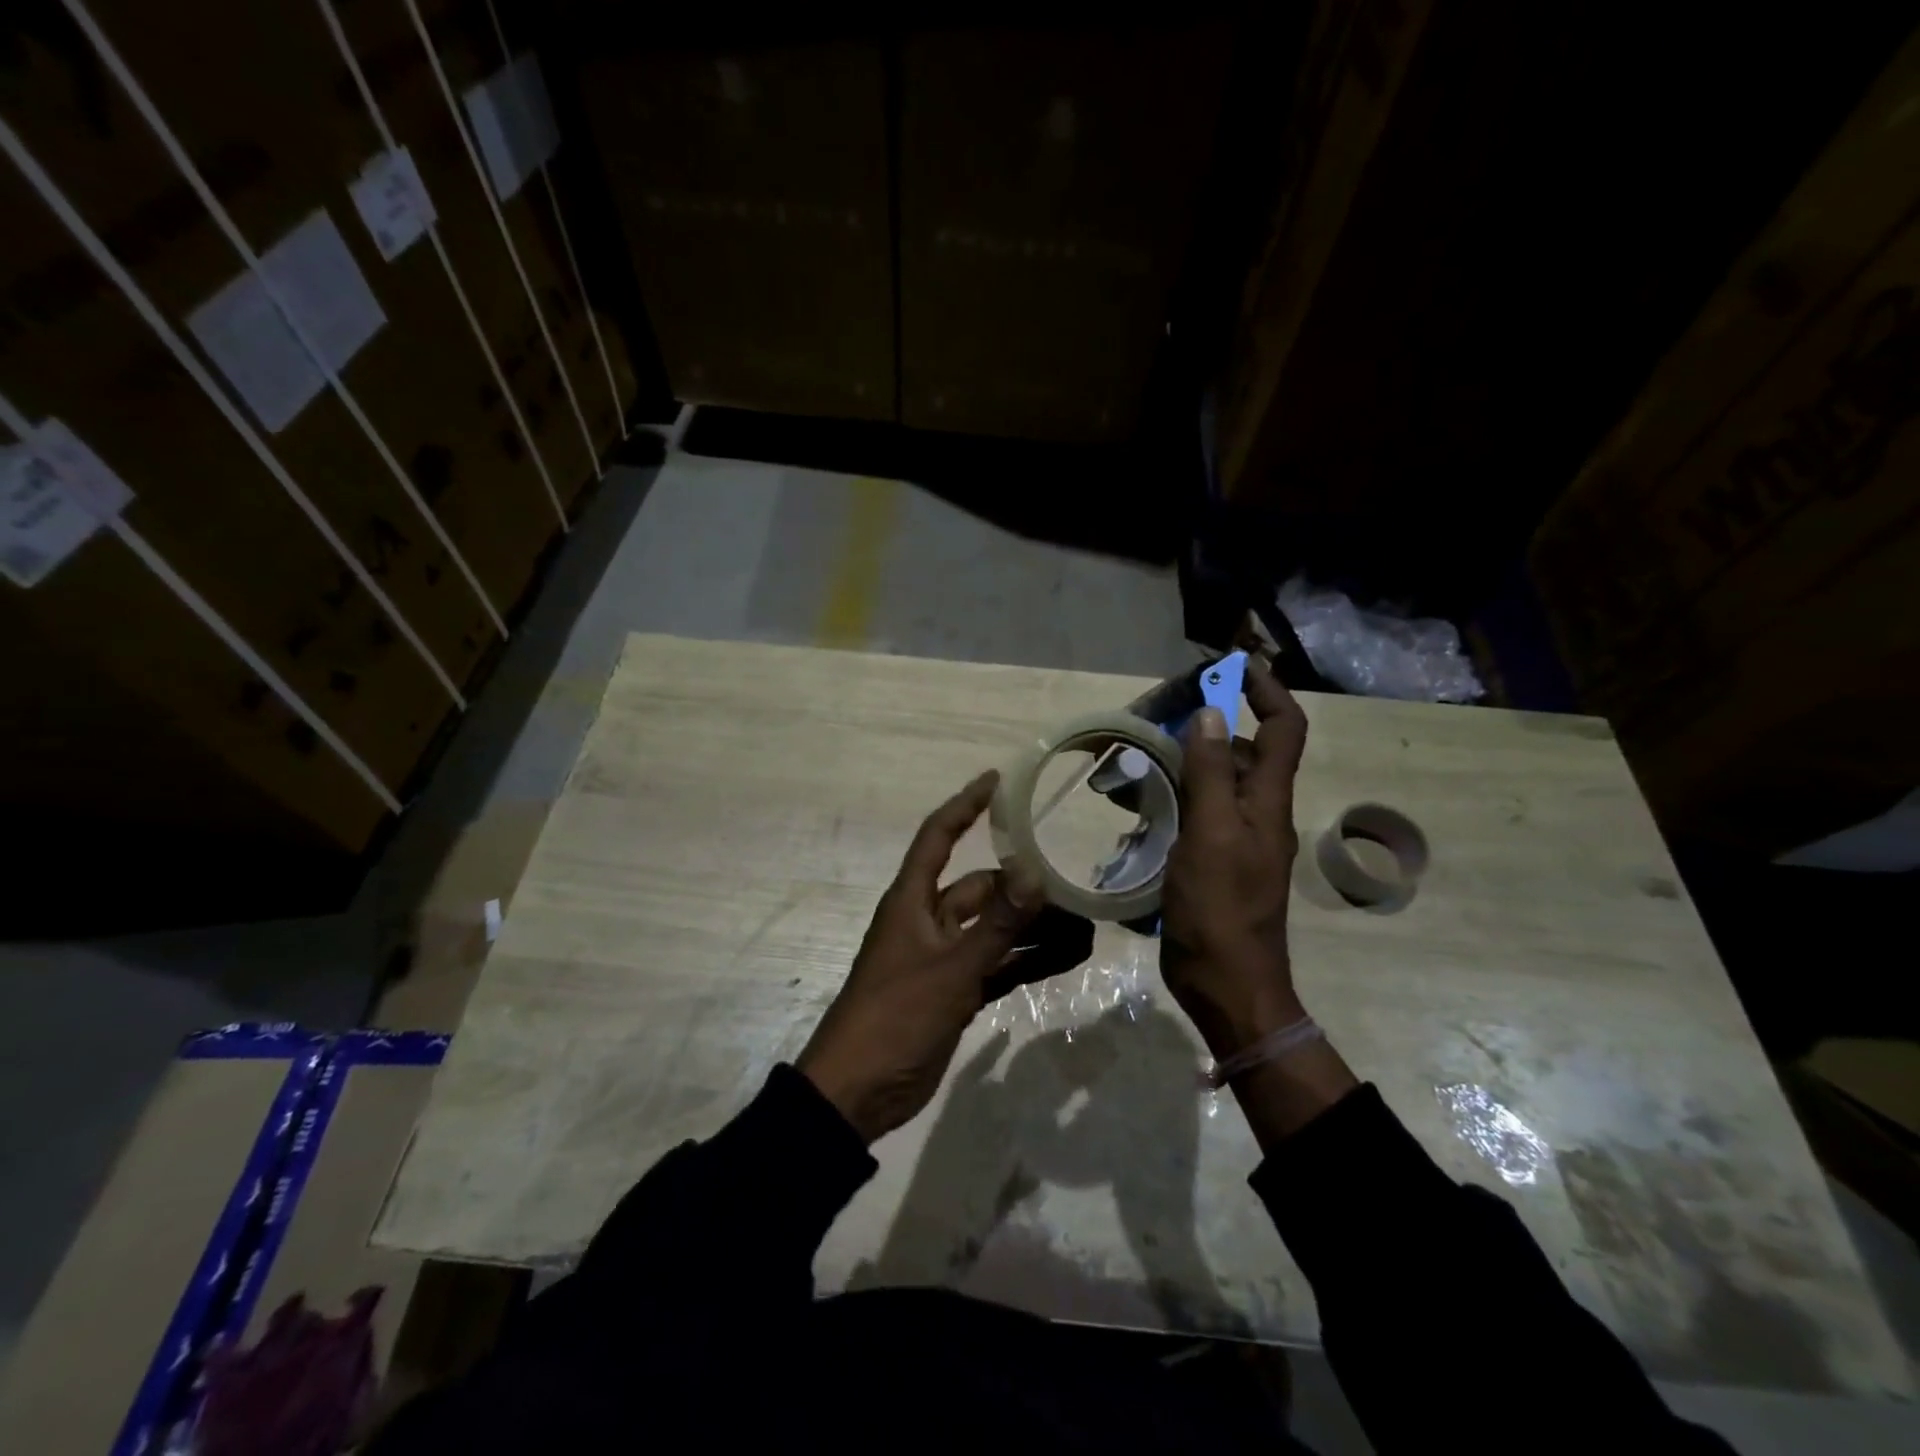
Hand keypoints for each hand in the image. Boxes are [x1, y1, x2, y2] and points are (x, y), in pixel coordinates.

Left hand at [798, 771, 1043, 1143]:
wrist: (859, 1092)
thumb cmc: (896, 1016)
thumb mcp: (951, 968)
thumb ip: (996, 924)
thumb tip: (1033, 872)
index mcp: (912, 902)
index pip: (938, 837)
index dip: (965, 806)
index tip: (997, 782)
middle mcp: (928, 921)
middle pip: (981, 890)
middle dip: (1024, 888)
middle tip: (1075, 888)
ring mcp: (942, 959)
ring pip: (995, 931)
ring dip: (1033, 929)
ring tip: (1085, 927)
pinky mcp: (954, 992)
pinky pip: (997, 966)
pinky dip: (1027, 962)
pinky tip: (1068, 959)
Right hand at [1159, 656, 1309, 1057]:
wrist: (1227, 985)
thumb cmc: (1220, 909)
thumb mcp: (1211, 835)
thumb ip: (1210, 774)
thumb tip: (1211, 713)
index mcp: (1267, 802)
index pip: (1283, 729)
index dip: (1265, 691)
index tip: (1231, 666)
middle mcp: (1258, 813)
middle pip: (1243, 752)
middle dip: (1210, 725)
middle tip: (1160, 714)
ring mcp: (1236, 839)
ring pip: (1215, 784)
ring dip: (1184, 764)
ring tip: (1136, 760)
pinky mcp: (1214, 861)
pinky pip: (1197, 815)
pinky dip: (1172, 800)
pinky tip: (1137, 808)